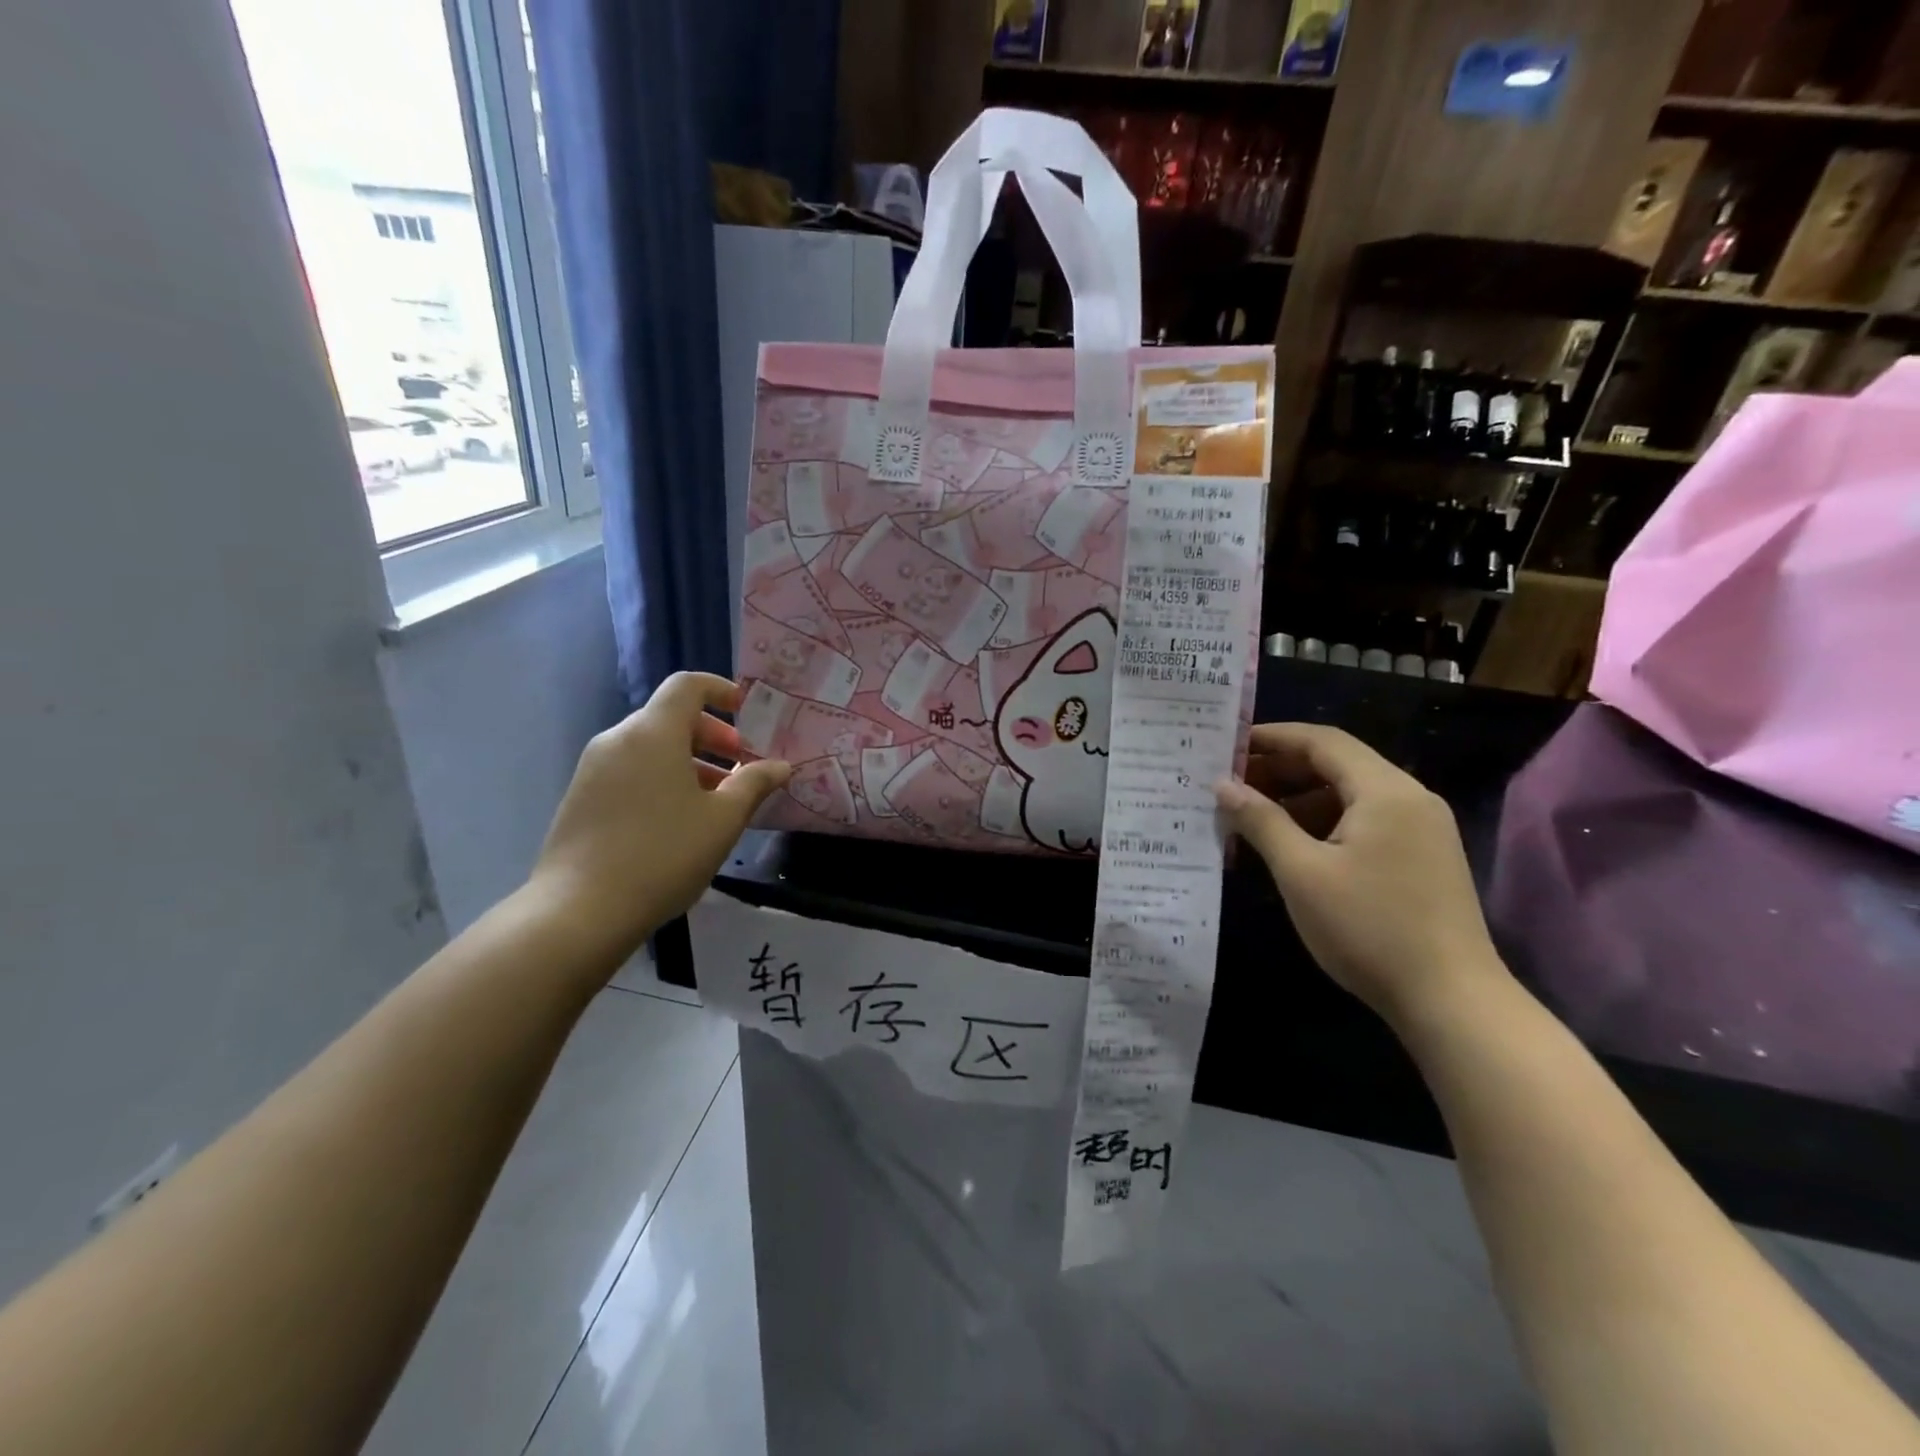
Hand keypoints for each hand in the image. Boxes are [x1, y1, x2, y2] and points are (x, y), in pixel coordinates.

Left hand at [530, 673, 790, 962]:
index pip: (687, 686)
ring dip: (689, 762)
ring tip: (716, 801)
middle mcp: (618, 739)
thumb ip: (754, 784)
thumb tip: (780, 766)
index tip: (747, 712)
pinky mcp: (581, 797)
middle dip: (711, 736)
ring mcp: (594, 768)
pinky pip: (630, 770)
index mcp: (653, 733)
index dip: (720, 690)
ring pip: (650, 747)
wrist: (580, 911)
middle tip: (740, 767)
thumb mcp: (723, 820)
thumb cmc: (663, 855)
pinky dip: (661, 778)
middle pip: (670, 717)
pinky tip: (678, 821)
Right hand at [1215, 723, 1506, 1023]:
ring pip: (1351, 795)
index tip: (1227, 744)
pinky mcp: (1423, 858)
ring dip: (1300, 797)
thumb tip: (1223, 786)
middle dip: (1282, 768)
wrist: (1452, 1001)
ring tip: (1252, 814)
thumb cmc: (1369, 928)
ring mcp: (1422, 829)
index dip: (1272, 737)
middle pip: (1338, 764)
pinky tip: (1293, 844)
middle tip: (1232, 782)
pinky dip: (1324, 822)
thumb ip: (1261, 821)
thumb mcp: (1302, 873)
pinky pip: (1366, 821)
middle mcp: (1410, 798)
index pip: (1322, 741)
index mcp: (1386, 791)